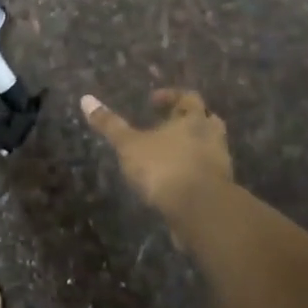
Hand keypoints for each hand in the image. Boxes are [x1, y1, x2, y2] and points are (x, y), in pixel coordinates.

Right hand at [80, 88, 233, 221]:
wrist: (201, 211)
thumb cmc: (164, 168)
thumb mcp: (129, 145)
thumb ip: (110, 124)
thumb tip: (86, 99)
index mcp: (194, 119)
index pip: (188, 97)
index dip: (171, 96)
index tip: (152, 101)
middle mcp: (212, 137)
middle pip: (207, 120)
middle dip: (189, 120)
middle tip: (168, 124)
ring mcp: (220, 164)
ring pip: (210, 147)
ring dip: (193, 147)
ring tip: (170, 154)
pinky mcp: (221, 190)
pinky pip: (209, 173)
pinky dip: (195, 172)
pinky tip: (176, 181)